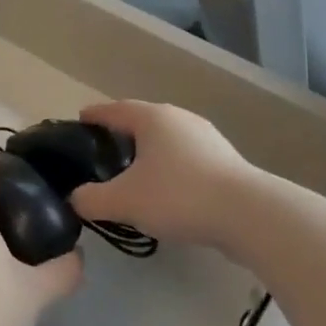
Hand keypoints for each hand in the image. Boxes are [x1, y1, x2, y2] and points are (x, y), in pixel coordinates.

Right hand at [70, 102, 264, 255]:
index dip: (94, 115)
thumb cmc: (178, 196)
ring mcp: (207, 138)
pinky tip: (166, 190)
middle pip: (141, 120)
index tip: (79, 121)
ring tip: (133, 173)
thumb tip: (74, 199)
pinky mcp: (226, 161)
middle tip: (102, 151)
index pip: (113, 109)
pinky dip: (170, 167)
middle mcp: (179, 118)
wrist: (250, 215)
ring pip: (166, 139)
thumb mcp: (123, 201)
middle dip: (121, 133)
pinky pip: (186, 157)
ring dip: (148, 152)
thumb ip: (90, 199)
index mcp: (151, 117)